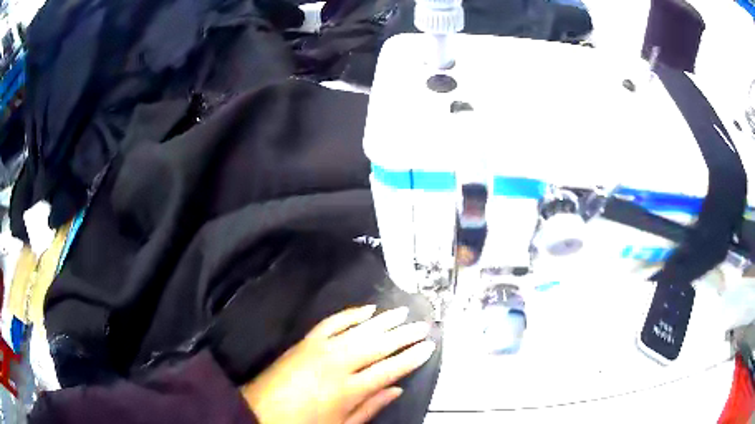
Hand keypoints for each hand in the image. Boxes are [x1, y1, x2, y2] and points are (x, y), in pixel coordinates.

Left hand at [242, 305, 435, 423]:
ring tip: (402, 312)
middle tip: (423, 325)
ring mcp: (320, 348)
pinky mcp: (305, 341)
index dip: (411, 357)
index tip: (428, 346)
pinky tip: (366, 309)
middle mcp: (337, 364)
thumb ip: (371, 407)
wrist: (260, 411)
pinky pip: (331, 322)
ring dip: (383, 320)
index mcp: (348, 389)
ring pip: (359, 329)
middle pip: (378, 345)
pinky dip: (350, 314)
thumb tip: (396, 389)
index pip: (389, 369)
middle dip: (403, 334)